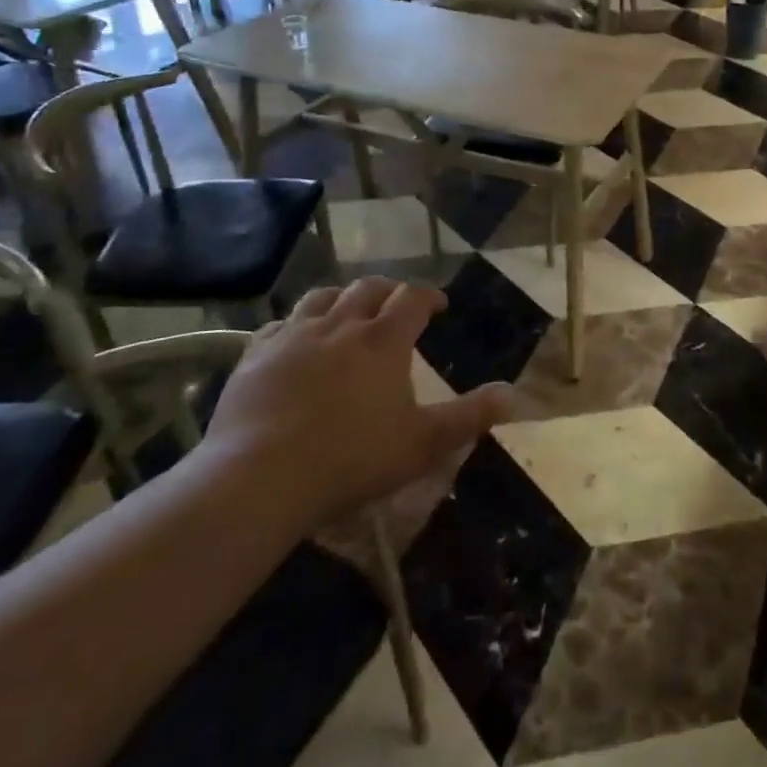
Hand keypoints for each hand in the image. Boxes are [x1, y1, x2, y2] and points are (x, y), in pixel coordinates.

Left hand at [203, 279, 508, 525]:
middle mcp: (339, 326)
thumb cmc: (352, 459)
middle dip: (388, 291)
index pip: (412, 299)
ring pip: (322, 298)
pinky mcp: (254, 356)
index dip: (429, 296)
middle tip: (397, 304)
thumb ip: (470, 416)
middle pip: (367, 289)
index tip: (439, 305)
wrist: (260, 478)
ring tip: (349, 311)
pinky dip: (296, 325)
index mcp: (383, 341)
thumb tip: (512, 394)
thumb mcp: (423, 443)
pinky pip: (278, 325)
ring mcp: (292, 337)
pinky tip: (295, 340)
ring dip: (342, 298)